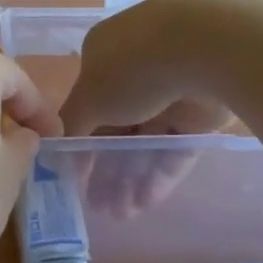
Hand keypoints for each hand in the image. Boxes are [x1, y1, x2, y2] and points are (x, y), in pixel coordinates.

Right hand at [62, 0, 236, 217]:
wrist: (207, 49)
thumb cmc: (133, 67)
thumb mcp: (88, 97)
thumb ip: (72, 124)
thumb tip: (55, 145)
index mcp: (105, 55)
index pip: (88, 106)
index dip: (80, 144)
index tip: (74, 177)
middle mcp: (137, 71)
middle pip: (117, 129)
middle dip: (106, 169)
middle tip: (97, 206)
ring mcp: (171, 92)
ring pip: (146, 142)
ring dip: (130, 178)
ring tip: (119, 214)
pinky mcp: (201, 113)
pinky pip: (176, 147)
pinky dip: (160, 174)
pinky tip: (145, 202)